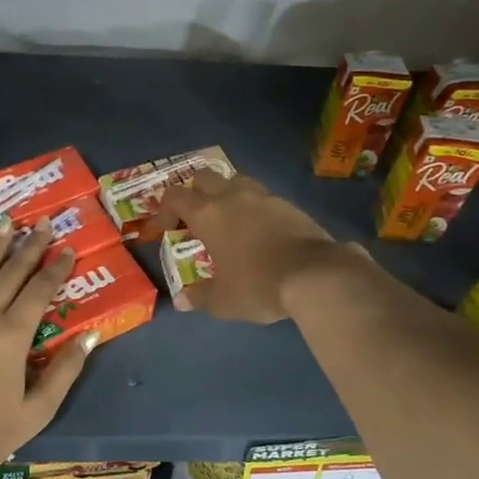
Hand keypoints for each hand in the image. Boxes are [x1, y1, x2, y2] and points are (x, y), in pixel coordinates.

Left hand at [0, 222, 94, 478]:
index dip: (56, 267)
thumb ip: (65, 370)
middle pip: (12, 273)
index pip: (40, 290)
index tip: (68, 248)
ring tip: (8, 225)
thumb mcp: (38, 410)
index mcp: (13, 334)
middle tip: (42, 223)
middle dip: (30, 246)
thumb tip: (90, 335)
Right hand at [151, 170, 347, 322]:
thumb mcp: (224, 301)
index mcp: (208, 214)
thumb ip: (200, 297)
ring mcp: (263, 196)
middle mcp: (232, 196)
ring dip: (225, 194)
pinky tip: (258, 230)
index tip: (162, 231)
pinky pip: (262, 196)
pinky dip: (253, 207)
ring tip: (227, 220)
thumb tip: (183, 300)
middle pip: (203, 177)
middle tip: (193, 218)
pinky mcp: (288, 204)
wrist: (315, 274)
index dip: (163, 210)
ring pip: (235, 180)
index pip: (175, 197)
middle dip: (193, 192)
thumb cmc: (259, 285)